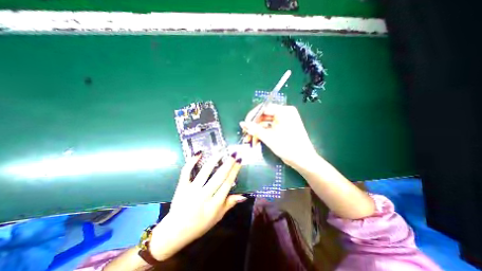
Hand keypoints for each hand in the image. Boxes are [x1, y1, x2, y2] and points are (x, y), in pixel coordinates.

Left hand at [148, 152, 244, 259]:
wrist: (175, 232)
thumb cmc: (200, 225)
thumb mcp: (218, 217)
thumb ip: (230, 204)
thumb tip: (243, 195)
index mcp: (214, 204)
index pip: (227, 184)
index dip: (234, 171)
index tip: (239, 161)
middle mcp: (204, 195)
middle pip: (219, 176)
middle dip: (228, 163)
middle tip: (234, 153)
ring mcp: (191, 190)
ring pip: (205, 171)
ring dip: (214, 159)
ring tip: (221, 150)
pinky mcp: (182, 187)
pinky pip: (186, 171)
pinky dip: (192, 161)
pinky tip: (199, 153)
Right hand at [240, 104, 316, 168]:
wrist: (302, 160)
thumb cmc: (287, 147)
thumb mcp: (268, 137)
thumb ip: (254, 129)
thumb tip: (242, 123)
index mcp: (284, 111)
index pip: (264, 108)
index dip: (252, 116)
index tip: (244, 124)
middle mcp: (284, 113)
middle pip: (264, 116)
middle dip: (254, 125)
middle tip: (246, 133)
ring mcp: (284, 121)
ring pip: (266, 123)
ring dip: (258, 131)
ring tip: (250, 140)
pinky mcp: (283, 128)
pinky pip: (270, 127)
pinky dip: (263, 133)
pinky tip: (256, 140)